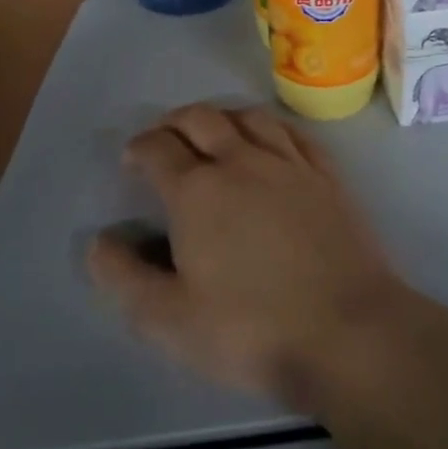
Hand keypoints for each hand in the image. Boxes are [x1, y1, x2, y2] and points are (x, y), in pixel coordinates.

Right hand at [88, 103, 406, 405]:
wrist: (349, 332)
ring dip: (221, 116)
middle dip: (174, 122)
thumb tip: (98, 242)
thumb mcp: (169, 320)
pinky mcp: (326, 176)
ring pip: (248, 117)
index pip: (158, 148)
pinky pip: (292, 132)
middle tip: (164, 138)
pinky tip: (269, 140)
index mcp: (197, 190)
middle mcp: (240, 161)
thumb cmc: (251, 329)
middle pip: (200, 118)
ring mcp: (288, 164)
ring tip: (212, 131)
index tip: (132, 161)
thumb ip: (125, 278)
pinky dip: (269, 127)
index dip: (138, 148)